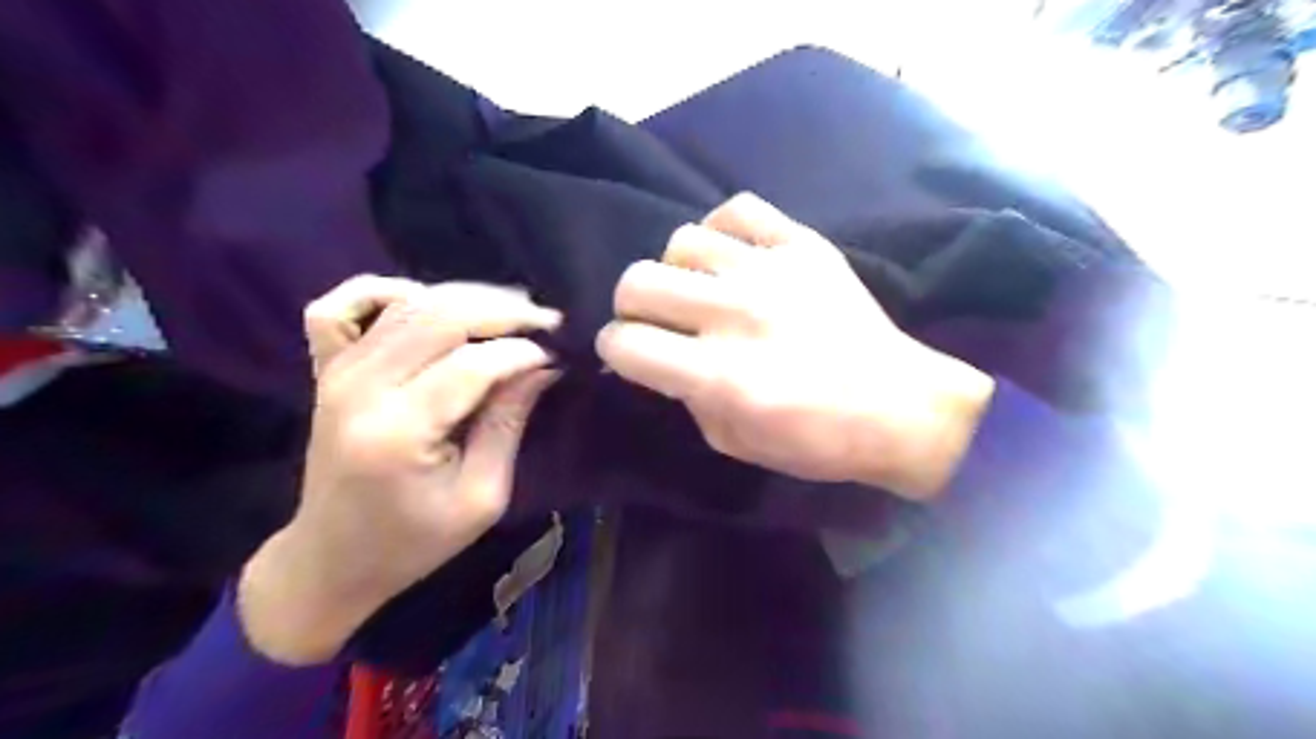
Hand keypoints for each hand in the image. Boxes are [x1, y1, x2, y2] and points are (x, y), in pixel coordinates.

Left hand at [239, 275, 559, 663]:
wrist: (332, 558)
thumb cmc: (414, 540)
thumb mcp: (482, 496)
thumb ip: (509, 423)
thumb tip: (543, 364)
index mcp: (399, 432)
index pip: (471, 364)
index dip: (522, 351)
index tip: (556, 355)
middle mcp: (361, 389)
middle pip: (439, 317)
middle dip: (503, 310)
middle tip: (545, 321)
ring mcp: (336, 373)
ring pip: (404, 302)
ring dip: (464, 297)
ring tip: (506, 314)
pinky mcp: (325, 369)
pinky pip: (341, 306)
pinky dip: (384, 292)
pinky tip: (423, 305)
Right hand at [595, 193, 985, 499]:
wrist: (901, 407)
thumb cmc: (816, 441)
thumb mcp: (732, 441)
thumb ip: (685, 396)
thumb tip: (659, 358)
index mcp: (718, 375)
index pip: (624, 343)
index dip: (615, 350)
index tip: (630, 354)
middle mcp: (736, 315)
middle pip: (637, 281)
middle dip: (632, 306)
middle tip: (656, 322)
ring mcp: (771, 271)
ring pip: (681, 240)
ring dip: (676, 270)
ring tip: (699, 289)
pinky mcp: (804, 246)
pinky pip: (738, 209)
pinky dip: (722, 230)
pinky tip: (731, 256)